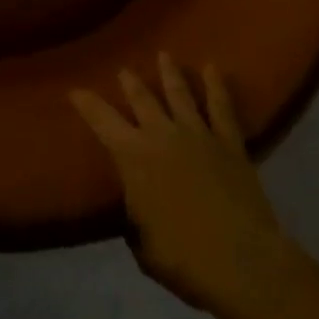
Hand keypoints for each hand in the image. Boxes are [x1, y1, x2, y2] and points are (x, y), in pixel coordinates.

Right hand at [72, 54, 296, 318]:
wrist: (243, 263)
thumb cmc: (184, 259)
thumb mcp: (143, 244)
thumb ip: (136, 216)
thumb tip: (138, 206)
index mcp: (133, 156)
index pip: (101, 120)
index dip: (86, 103)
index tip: (75, 90)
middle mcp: (161, 135)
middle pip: (142, 99)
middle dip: (130, 83)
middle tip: (123, 70)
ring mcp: (197, 135)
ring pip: (179, 94)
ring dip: (169, 73)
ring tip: (164, 55)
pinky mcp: (230, 144)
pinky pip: (222, 108)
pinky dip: (217, 86)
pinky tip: (212, 68)